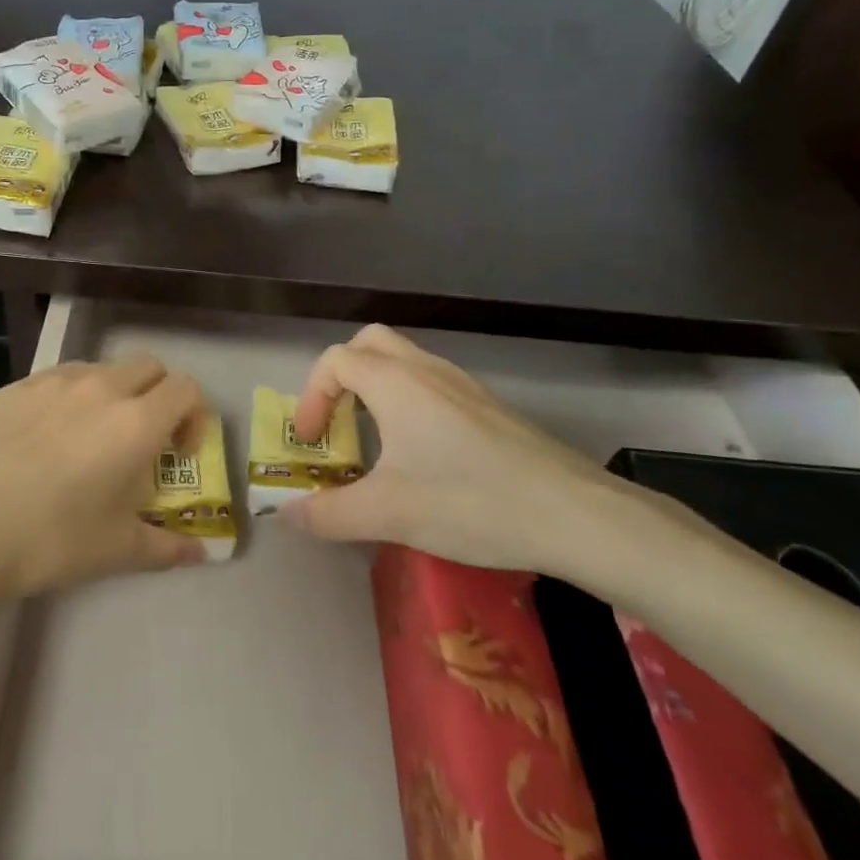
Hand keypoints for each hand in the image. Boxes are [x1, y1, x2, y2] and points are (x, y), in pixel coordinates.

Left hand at [0, 354, 208, 600]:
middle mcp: (101, 387)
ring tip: (90, 440)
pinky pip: (58, 380)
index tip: (178, 452)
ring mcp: (54, 381)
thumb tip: (201, 555)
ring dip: (113, 394)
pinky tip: (44, 441)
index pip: (186, 388)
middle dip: (158, 396)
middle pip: (149, 367)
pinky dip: (69, 399)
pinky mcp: (15, 386)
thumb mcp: (116, 550)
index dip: (193, 416)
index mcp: (136, 422)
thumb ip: (167, 547)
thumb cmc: (50, 539)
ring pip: (102, 369)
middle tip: (142, 441)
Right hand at [281, 325, 661, 580]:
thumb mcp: (388, 514)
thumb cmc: (470, 502)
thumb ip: (329, 514)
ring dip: (375, 389)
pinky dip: (407, 401)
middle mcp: (426, 369)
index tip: (314, 441)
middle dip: (341, 378)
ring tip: (375, 442)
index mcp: (395, 383)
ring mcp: (462, 384)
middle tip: (340, 423)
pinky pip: (430, 383)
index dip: (312, 396)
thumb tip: (287, 515)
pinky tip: (420, 454)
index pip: (335, 360)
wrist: (573, 513)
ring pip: (403, 361)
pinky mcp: (487, 405)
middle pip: (368, 344)